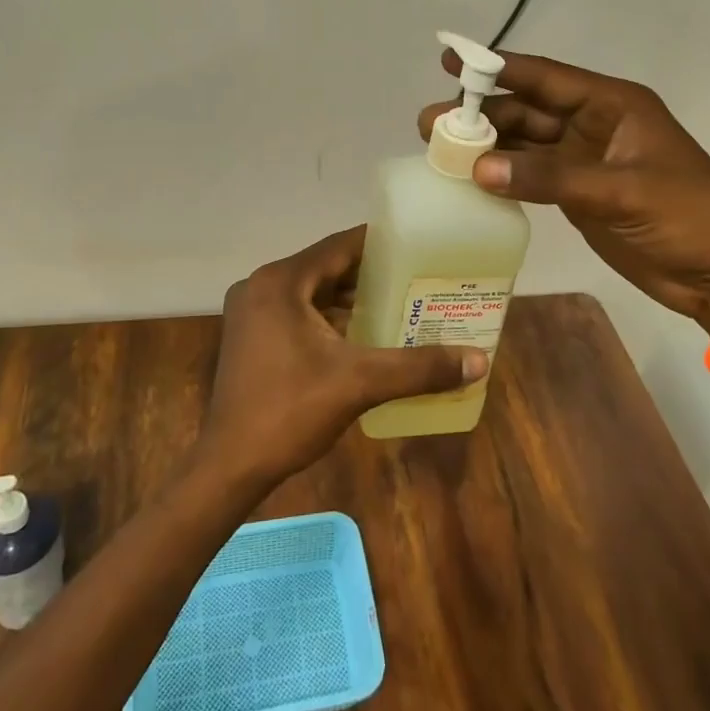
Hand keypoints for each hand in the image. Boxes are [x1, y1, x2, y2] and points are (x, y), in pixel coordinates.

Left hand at [200, 227, 489, 484]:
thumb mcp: (359, 383)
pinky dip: (327, 317)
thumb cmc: (290, 412)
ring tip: (397, 302)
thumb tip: (479, 361)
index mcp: (281, 281)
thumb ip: (418, 368)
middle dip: (369, 274)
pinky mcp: (250, 336)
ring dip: (348, 298)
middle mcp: (261, 285)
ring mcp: (251, 312)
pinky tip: (359, 333)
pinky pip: (297, 312)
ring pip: (311, 291)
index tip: (417, 245)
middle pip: (326, 267)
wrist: (229, 466)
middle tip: (415, 277)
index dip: (379, 244)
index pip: (340, 246)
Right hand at [419, 50, 709, 332]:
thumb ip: (549, 177)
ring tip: (438, 148)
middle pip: (527, 110)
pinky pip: (530, 174)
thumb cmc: (687, 217)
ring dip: (486, 144)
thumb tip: (478, 167)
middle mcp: (593, 124)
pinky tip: (470, 177)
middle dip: (481, 113)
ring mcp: (584, 160)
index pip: (545, 78)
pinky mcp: (578, 192)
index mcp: (612, 105)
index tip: (452, 61)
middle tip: (431, 122)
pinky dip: (502, 174)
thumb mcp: (620, 192)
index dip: (497, 67)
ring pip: (524, 142)